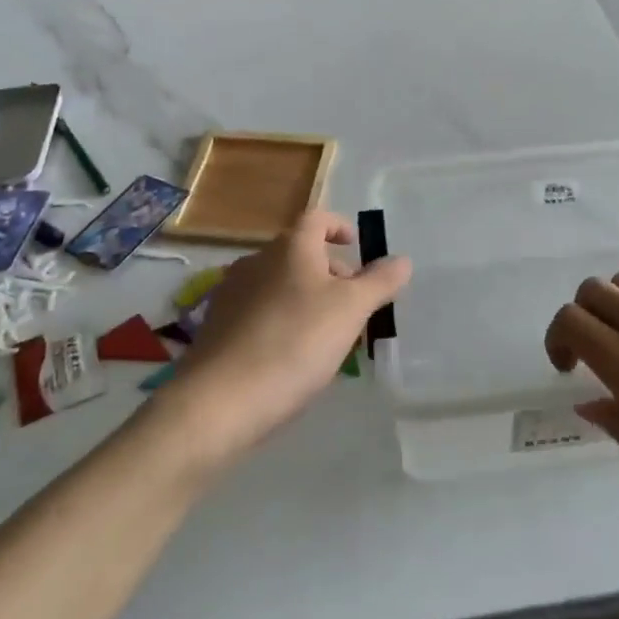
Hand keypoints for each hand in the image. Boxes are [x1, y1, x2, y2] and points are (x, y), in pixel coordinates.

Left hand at [154, 211, 410, 469]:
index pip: (316, 218)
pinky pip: (258, 310)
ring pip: (279, 283)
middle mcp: (257, 260)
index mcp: (290, 247)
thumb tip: (402, 260)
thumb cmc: (295, 343)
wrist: (221, 400)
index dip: (339, 226)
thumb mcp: (351, 310)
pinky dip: (280, 319)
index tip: (356, 247)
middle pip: (299, 252)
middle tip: (352, 303)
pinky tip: (290, 355)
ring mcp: (231, 292)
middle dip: (329, 270)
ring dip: (305, 296)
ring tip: (326, 333)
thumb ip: (379, 281)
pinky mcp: (217, 326)